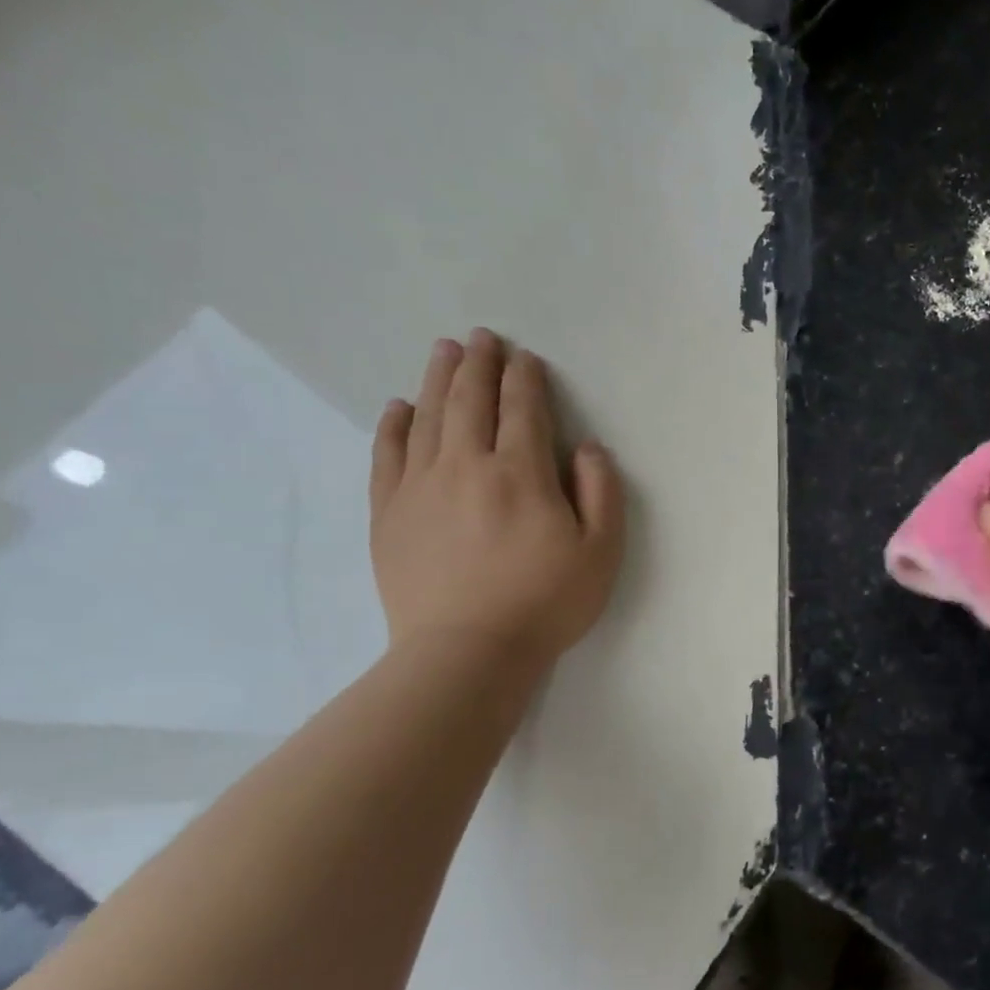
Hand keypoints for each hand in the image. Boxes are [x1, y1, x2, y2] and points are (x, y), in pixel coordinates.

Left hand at [370, 330, 624, 686]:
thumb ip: (601, 492)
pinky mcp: (390, 513)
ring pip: (428, 417)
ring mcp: (420, 487)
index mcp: (521, 472)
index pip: (522, 408)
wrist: (467, 653)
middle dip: (479, 363)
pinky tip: (399, 407)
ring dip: (438, 378)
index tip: (525, 358)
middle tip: (482, 337)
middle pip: (470, 400)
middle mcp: (466, 465)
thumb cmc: (545, 602)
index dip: (525, 378)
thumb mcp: (601, 552)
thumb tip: (586, 448)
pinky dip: (394, 425)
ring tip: (445, 351)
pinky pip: (388, 454)